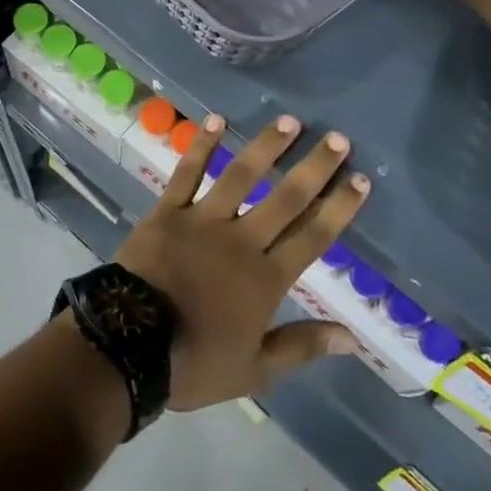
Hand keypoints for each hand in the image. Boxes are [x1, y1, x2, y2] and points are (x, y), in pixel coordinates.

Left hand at [115, 114, 369, 410]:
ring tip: (289, 121)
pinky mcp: (168, 211)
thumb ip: (302, 347)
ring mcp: (203, 220)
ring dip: (267, 147)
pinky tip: (217, 119)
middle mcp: (242, 240)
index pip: (313, 237)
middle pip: (286, 199)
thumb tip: (352, 339)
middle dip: (315, 168)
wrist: (129, 345)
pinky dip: (202, 146)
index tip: (361, 180)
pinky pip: (188, 172)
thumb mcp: (255, 370)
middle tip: (338, 139)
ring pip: (242, 176)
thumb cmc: (194, 362)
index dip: (339, 208)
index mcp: (266, 279)